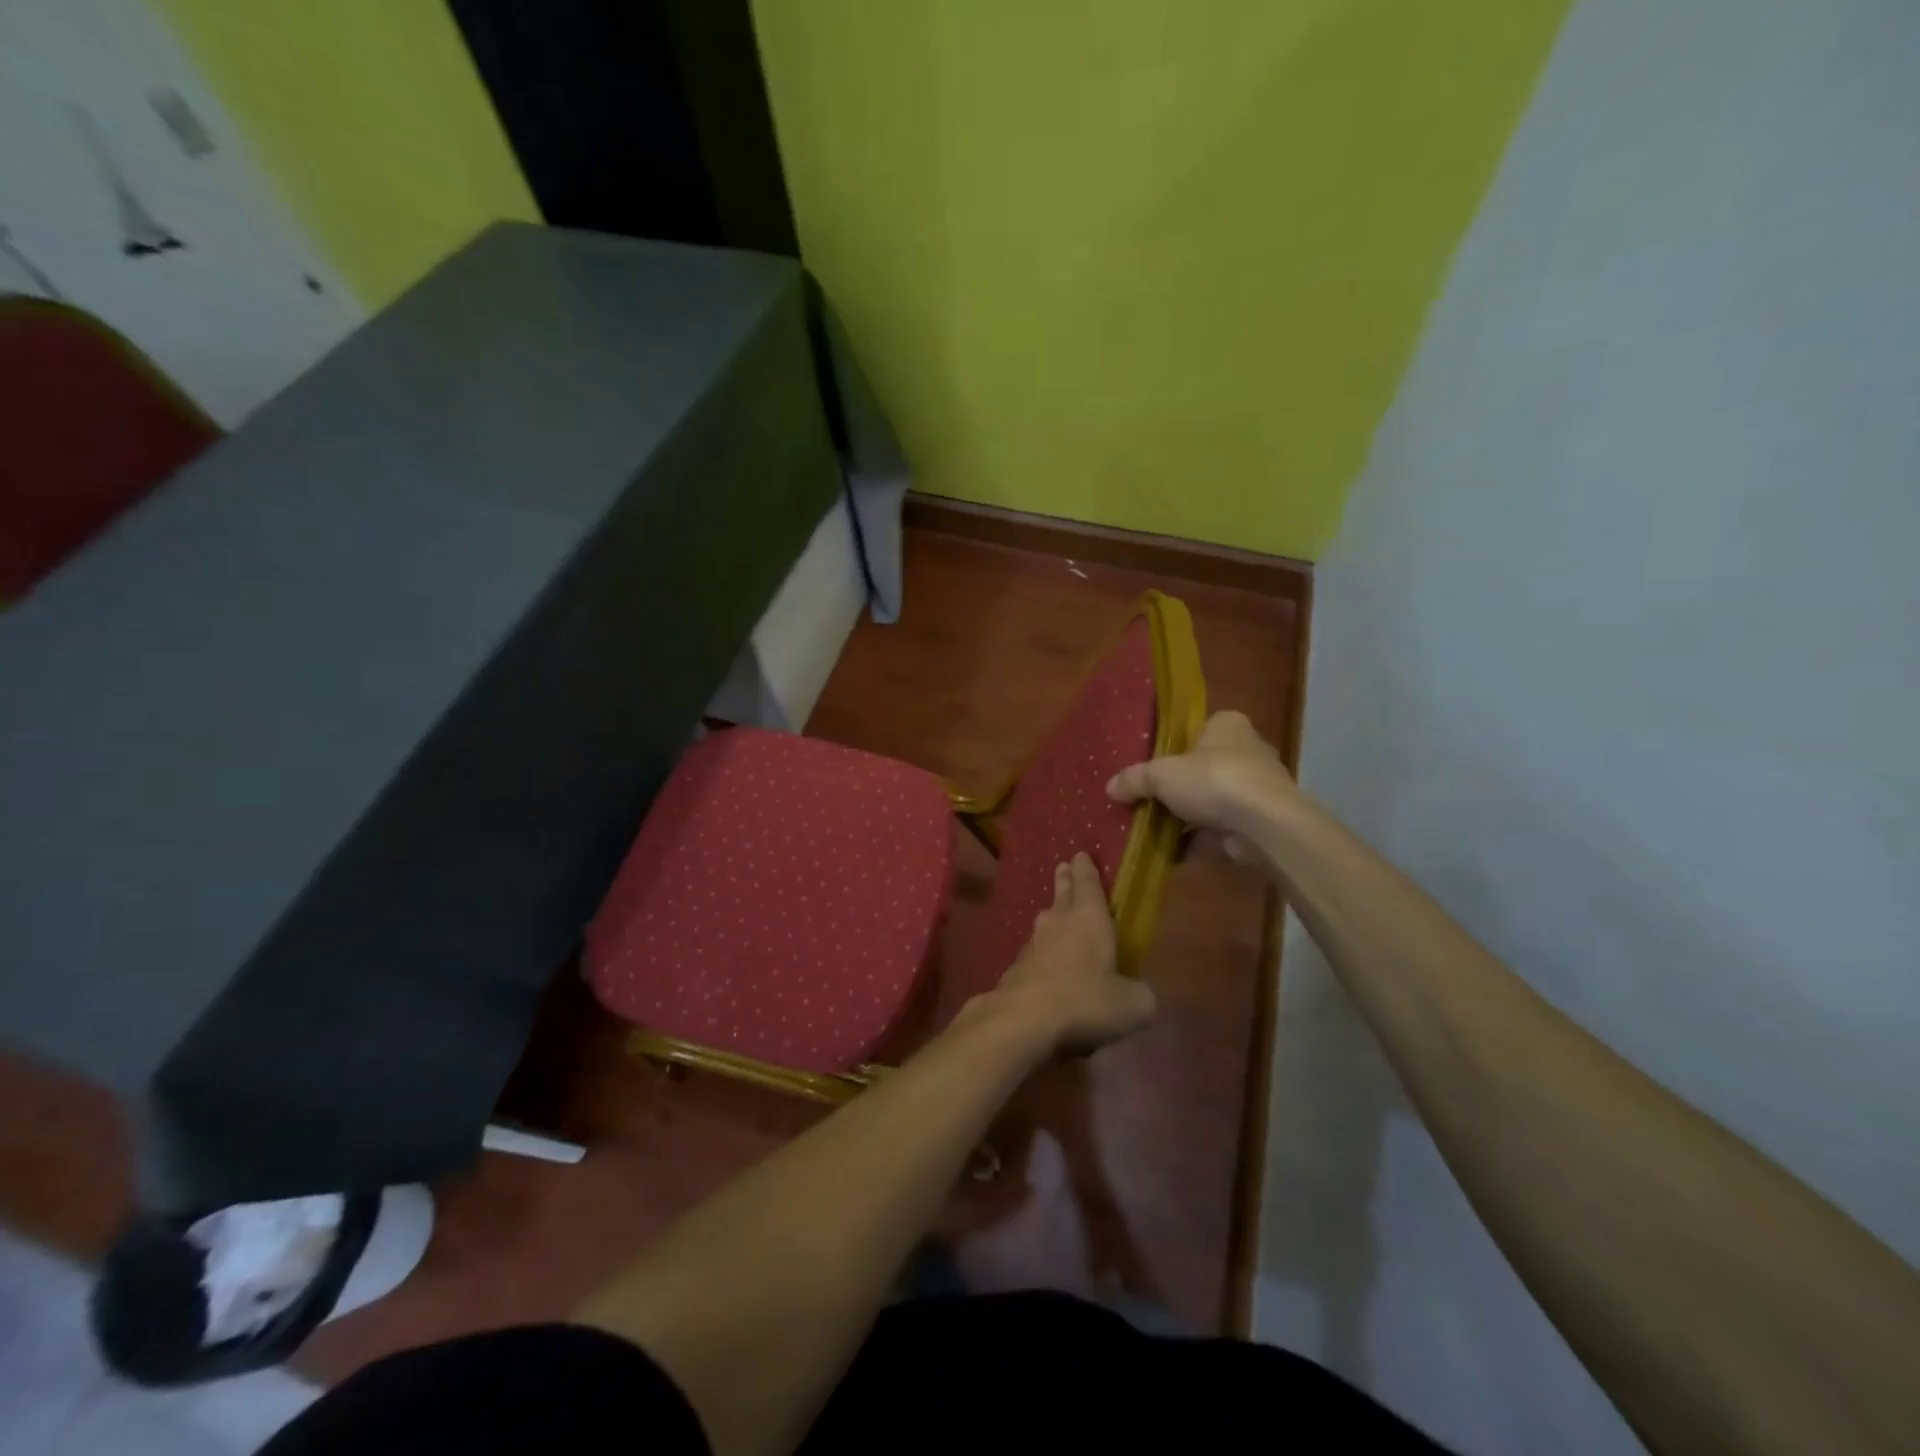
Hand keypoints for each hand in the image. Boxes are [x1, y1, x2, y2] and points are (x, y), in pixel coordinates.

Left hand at [984, 852, 1156, 1057]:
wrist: (1024, 1018)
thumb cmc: (1085, 1000)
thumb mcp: (1131, 1005)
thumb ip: (1141, 996)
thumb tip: (1142, 995)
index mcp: (1089, 919)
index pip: (1088, 884)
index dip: (1086, 869)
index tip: (1080, 854)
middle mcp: (1058, 923)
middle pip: (1062, 895)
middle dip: (1065, 880)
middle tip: (1063, 866)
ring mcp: (1032, 944)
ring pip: (1044, 922)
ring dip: (1051, 915)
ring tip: (1054, 913)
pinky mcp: (1015, 968)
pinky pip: (1033, 952)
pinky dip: (1041, 952)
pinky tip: (1043, 964)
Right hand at [1107, 710, 1294, 848]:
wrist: (1263, 824)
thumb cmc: (1213, 780)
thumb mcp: (1161, 774)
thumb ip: (1135, 779)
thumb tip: (1109, 787)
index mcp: (1227, 725)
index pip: (1197, 729)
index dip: (1173, 746)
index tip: (1151, 764)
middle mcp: (1247, 751)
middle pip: (1202, 767)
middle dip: (1178, 786)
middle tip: (1147, 798)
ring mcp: (1255, 788)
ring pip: (1211, 800)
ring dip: (1187, 815)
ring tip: (1154, 827)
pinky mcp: (1257, 821)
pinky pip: (1220, 828)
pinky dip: (1198, 839)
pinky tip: (1172, 850)